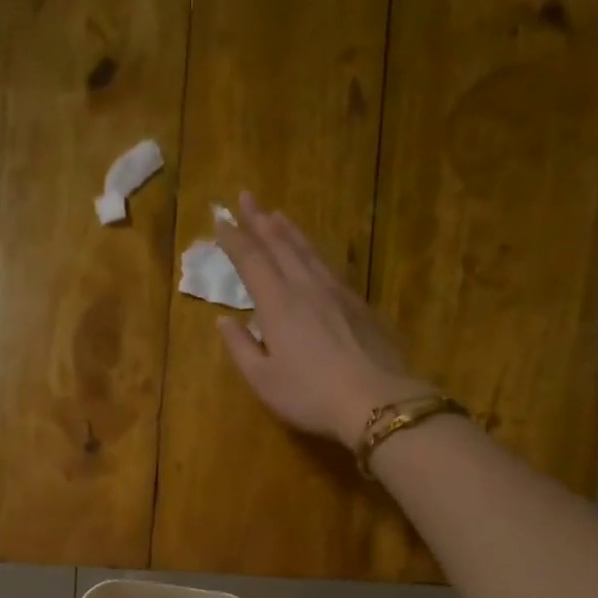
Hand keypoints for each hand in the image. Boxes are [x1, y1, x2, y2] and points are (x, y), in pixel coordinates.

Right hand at [214, 193, 434, 445]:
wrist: (376, 400)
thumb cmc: (310, 395)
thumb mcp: (264, 380)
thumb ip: (241, 348)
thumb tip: (223, 322)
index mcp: (278, 304)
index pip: (251, 261)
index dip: (234, 239)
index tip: (220, 219)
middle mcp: (306, 288)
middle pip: (281, 245)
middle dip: (260, 220)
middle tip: (247, 198)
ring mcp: (338, 293)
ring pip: (309, 251)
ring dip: (289, 231)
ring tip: (278, 216)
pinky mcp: (360, 305)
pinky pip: (330, 267)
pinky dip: (314, 252)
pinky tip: (314, 256)